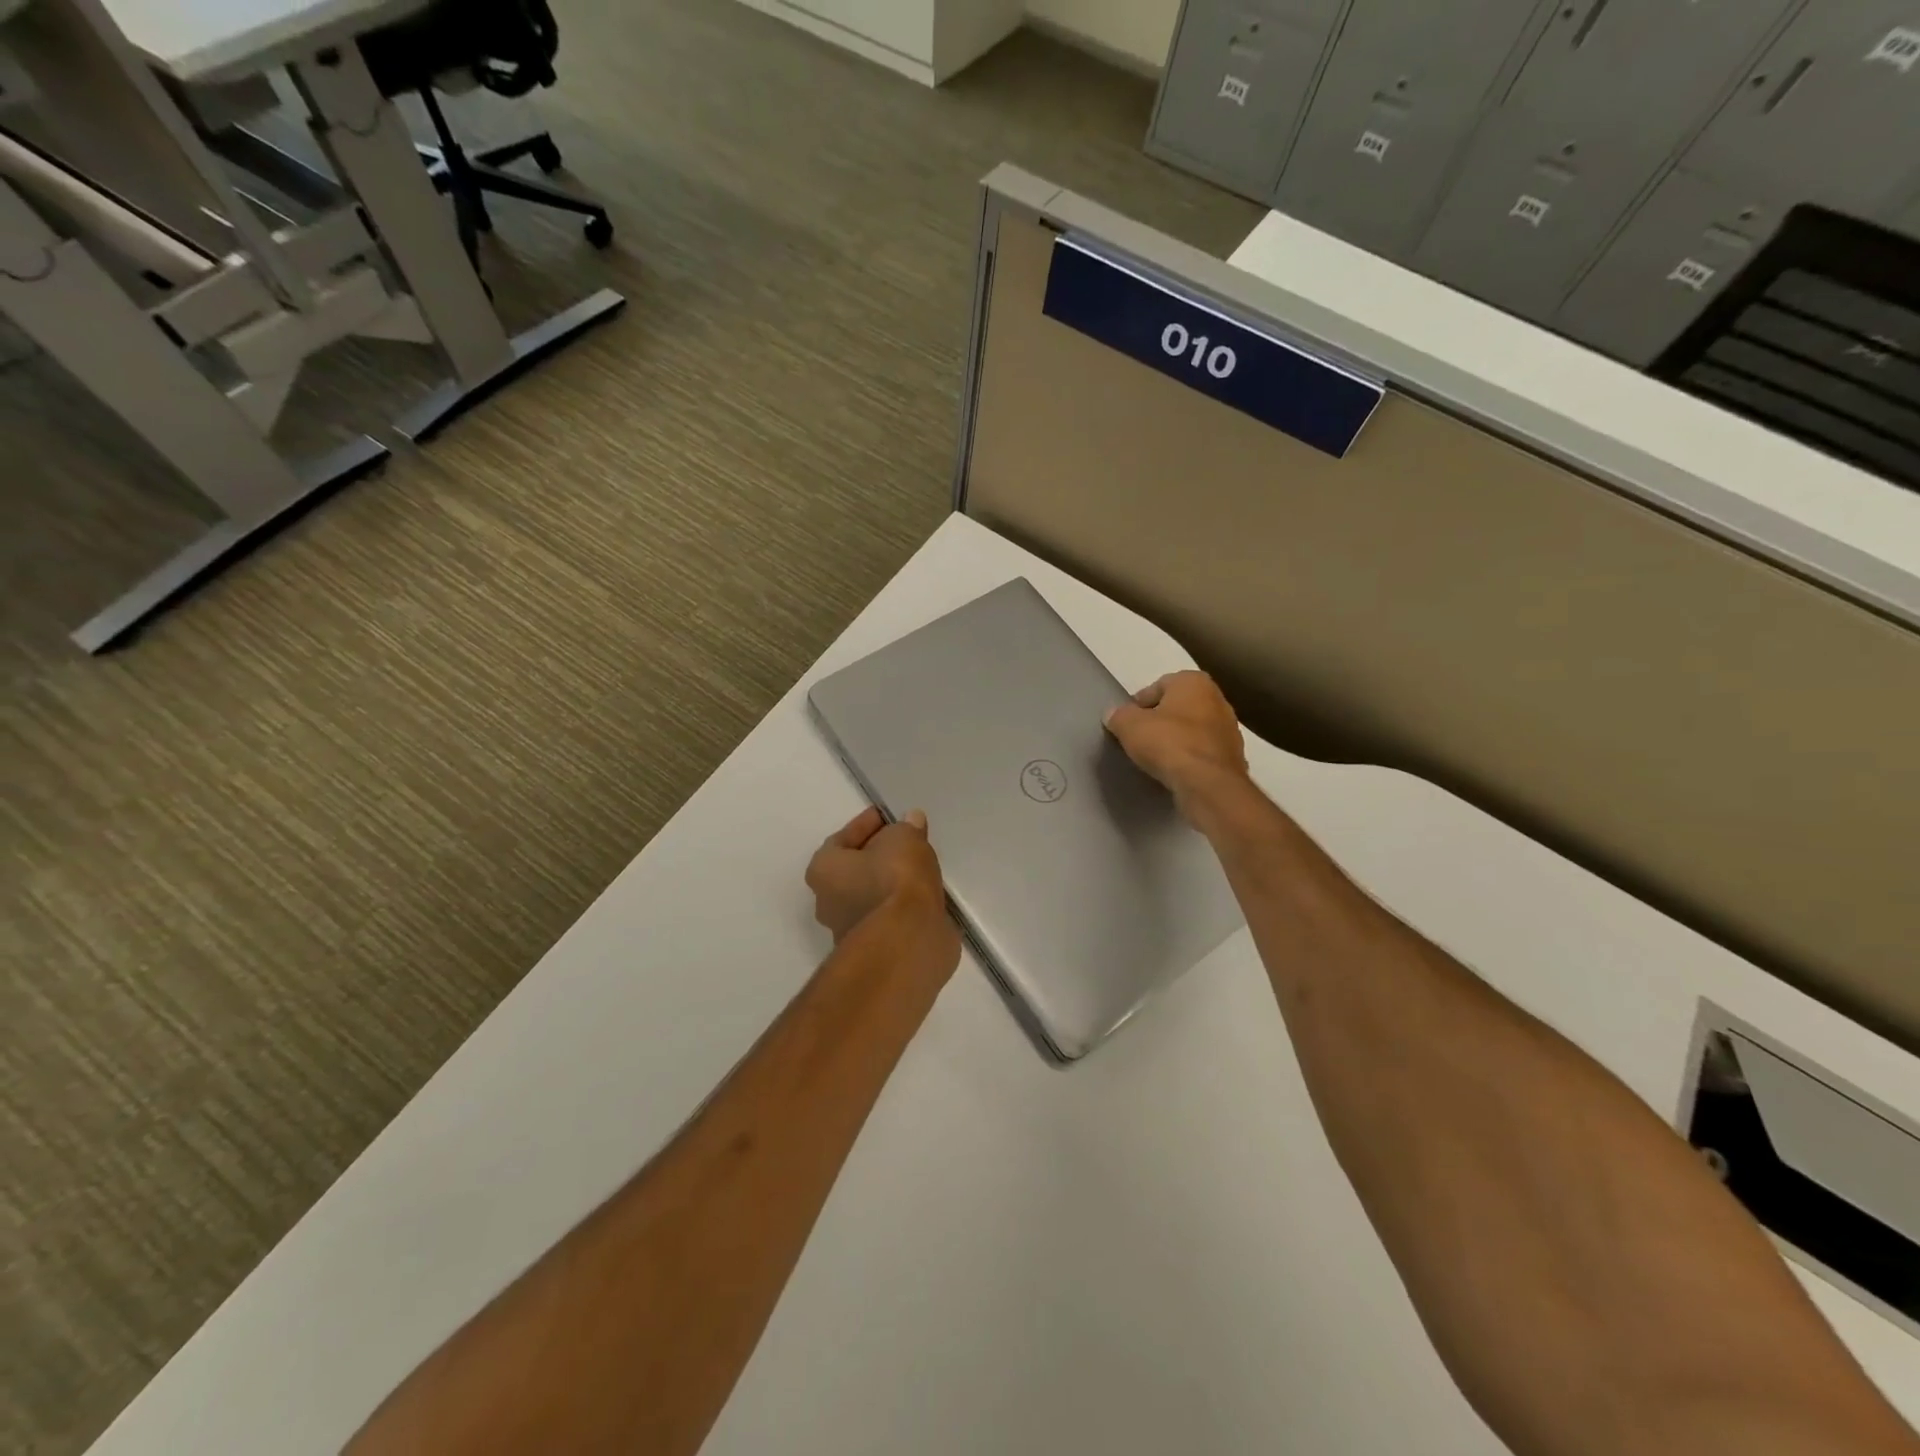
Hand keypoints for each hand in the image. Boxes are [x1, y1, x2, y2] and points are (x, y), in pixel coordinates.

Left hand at [805, 807, 955, 960]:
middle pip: (854, 871)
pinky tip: (923, 898)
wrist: (908, 941)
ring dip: (891, 884)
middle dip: (877, 857)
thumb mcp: (905, 838)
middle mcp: (828, 903)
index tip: (887, 817)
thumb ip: (906, 828)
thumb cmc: (894, 880)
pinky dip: (903, 907)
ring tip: (919, 870)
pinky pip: (889, 918)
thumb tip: (910, 821)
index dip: (866, 825)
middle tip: (904, 843)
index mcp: (823, 870)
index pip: (841, 839)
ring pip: (871, 897)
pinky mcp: (876, 952)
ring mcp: (850, 932)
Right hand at [1104, 671, 1250, 821]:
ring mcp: (1230, 730)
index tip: (1127, 723)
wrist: (1208, 784)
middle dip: (1160, 721)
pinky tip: (1175, 772)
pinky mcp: (1234, 758)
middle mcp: (1218, 700)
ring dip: (1177, 740)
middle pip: (1179, 707)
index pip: (1159, 685)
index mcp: (1194, 682)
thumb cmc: (1168, 743)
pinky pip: (1203, 753)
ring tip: (1157, 758)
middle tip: (1140, 739)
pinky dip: (1190, 759)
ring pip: (1193, 730)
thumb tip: (1114, 715)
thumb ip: (1118, 715)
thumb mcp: (1129, 725)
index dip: (1139, 704)